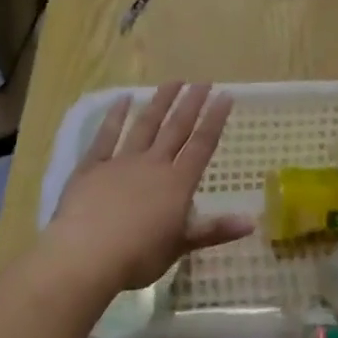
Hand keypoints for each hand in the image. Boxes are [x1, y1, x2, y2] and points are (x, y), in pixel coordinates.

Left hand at [46, 82, 252, 293]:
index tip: (225, 96)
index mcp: (177, 183)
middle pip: (176, 128)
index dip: (215, 120)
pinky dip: (115, 116)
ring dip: (160, 102)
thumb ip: (214, 230)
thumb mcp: (180, 246)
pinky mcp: (92, 166)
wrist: (86, 255)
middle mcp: (153, 164)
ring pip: (145, 125)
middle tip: (203, 81)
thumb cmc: (138, 256)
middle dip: (191, 104)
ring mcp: (122, 162)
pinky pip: (106, 136)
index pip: (202, 145)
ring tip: (173, 82)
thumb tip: (252, 223)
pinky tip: (123, 99)